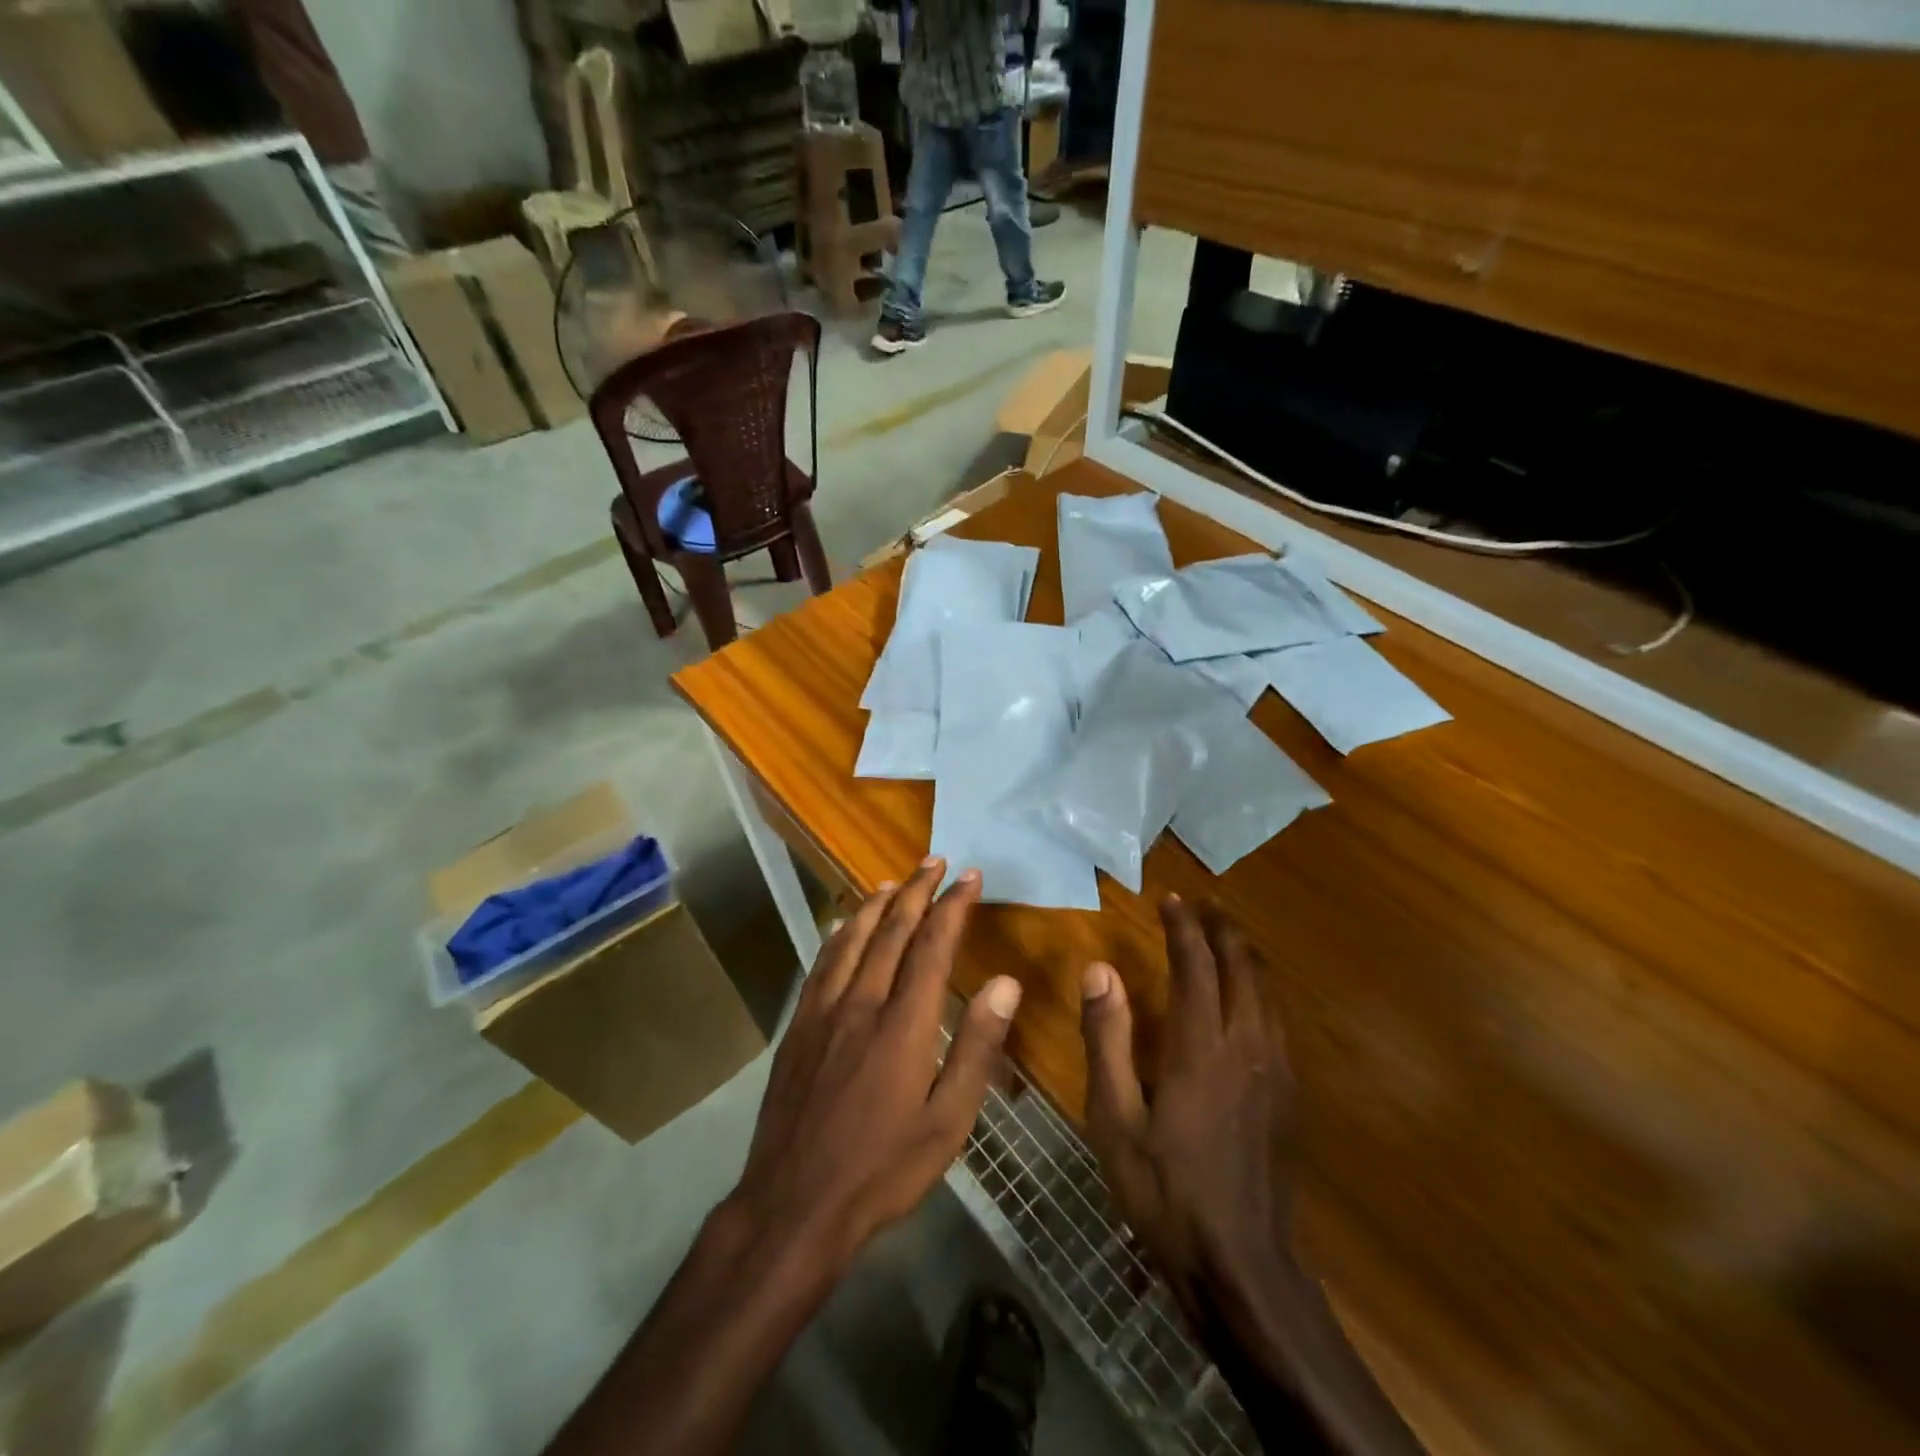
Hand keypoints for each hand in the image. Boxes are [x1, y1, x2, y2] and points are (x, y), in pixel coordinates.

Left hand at [725, 856, 1023, 1279]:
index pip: (933, 946)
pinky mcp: (797, 1026)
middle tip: (935, 861)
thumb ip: (977, 1047)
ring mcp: (823, 1012)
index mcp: (904, 1024)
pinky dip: (838, 935)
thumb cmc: (883, 1169)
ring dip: (876, 905)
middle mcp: (862, 1002)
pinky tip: (842, 926)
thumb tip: (1006, 983)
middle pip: (892, 931)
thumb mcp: (948, 1121)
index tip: (970, 877)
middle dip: (917, 891)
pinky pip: (822, 964)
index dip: (953, 906)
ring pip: (852, 939)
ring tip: (894, 882)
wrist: (793, 1205)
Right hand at [1080, 894, 1297, 1334]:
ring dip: (1246, 955)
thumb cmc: (1165, 1189)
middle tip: (1202, 905)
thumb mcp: (1115, 1117)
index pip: (1195, 965)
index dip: (1183, 927)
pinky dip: (1262, 988)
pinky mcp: (1290, 1094)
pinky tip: (1252, 995)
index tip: (1169, 899)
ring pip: (1267, 991)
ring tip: (1227, 935)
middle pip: (1242, 967)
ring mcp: (1275, 1070)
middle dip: (1222, 930)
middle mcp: (1246, 1045)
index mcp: (1201, 1046)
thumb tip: (1098, 969)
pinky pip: (1279, 1019)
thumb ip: (1107, 1038)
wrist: (1241, 1264)